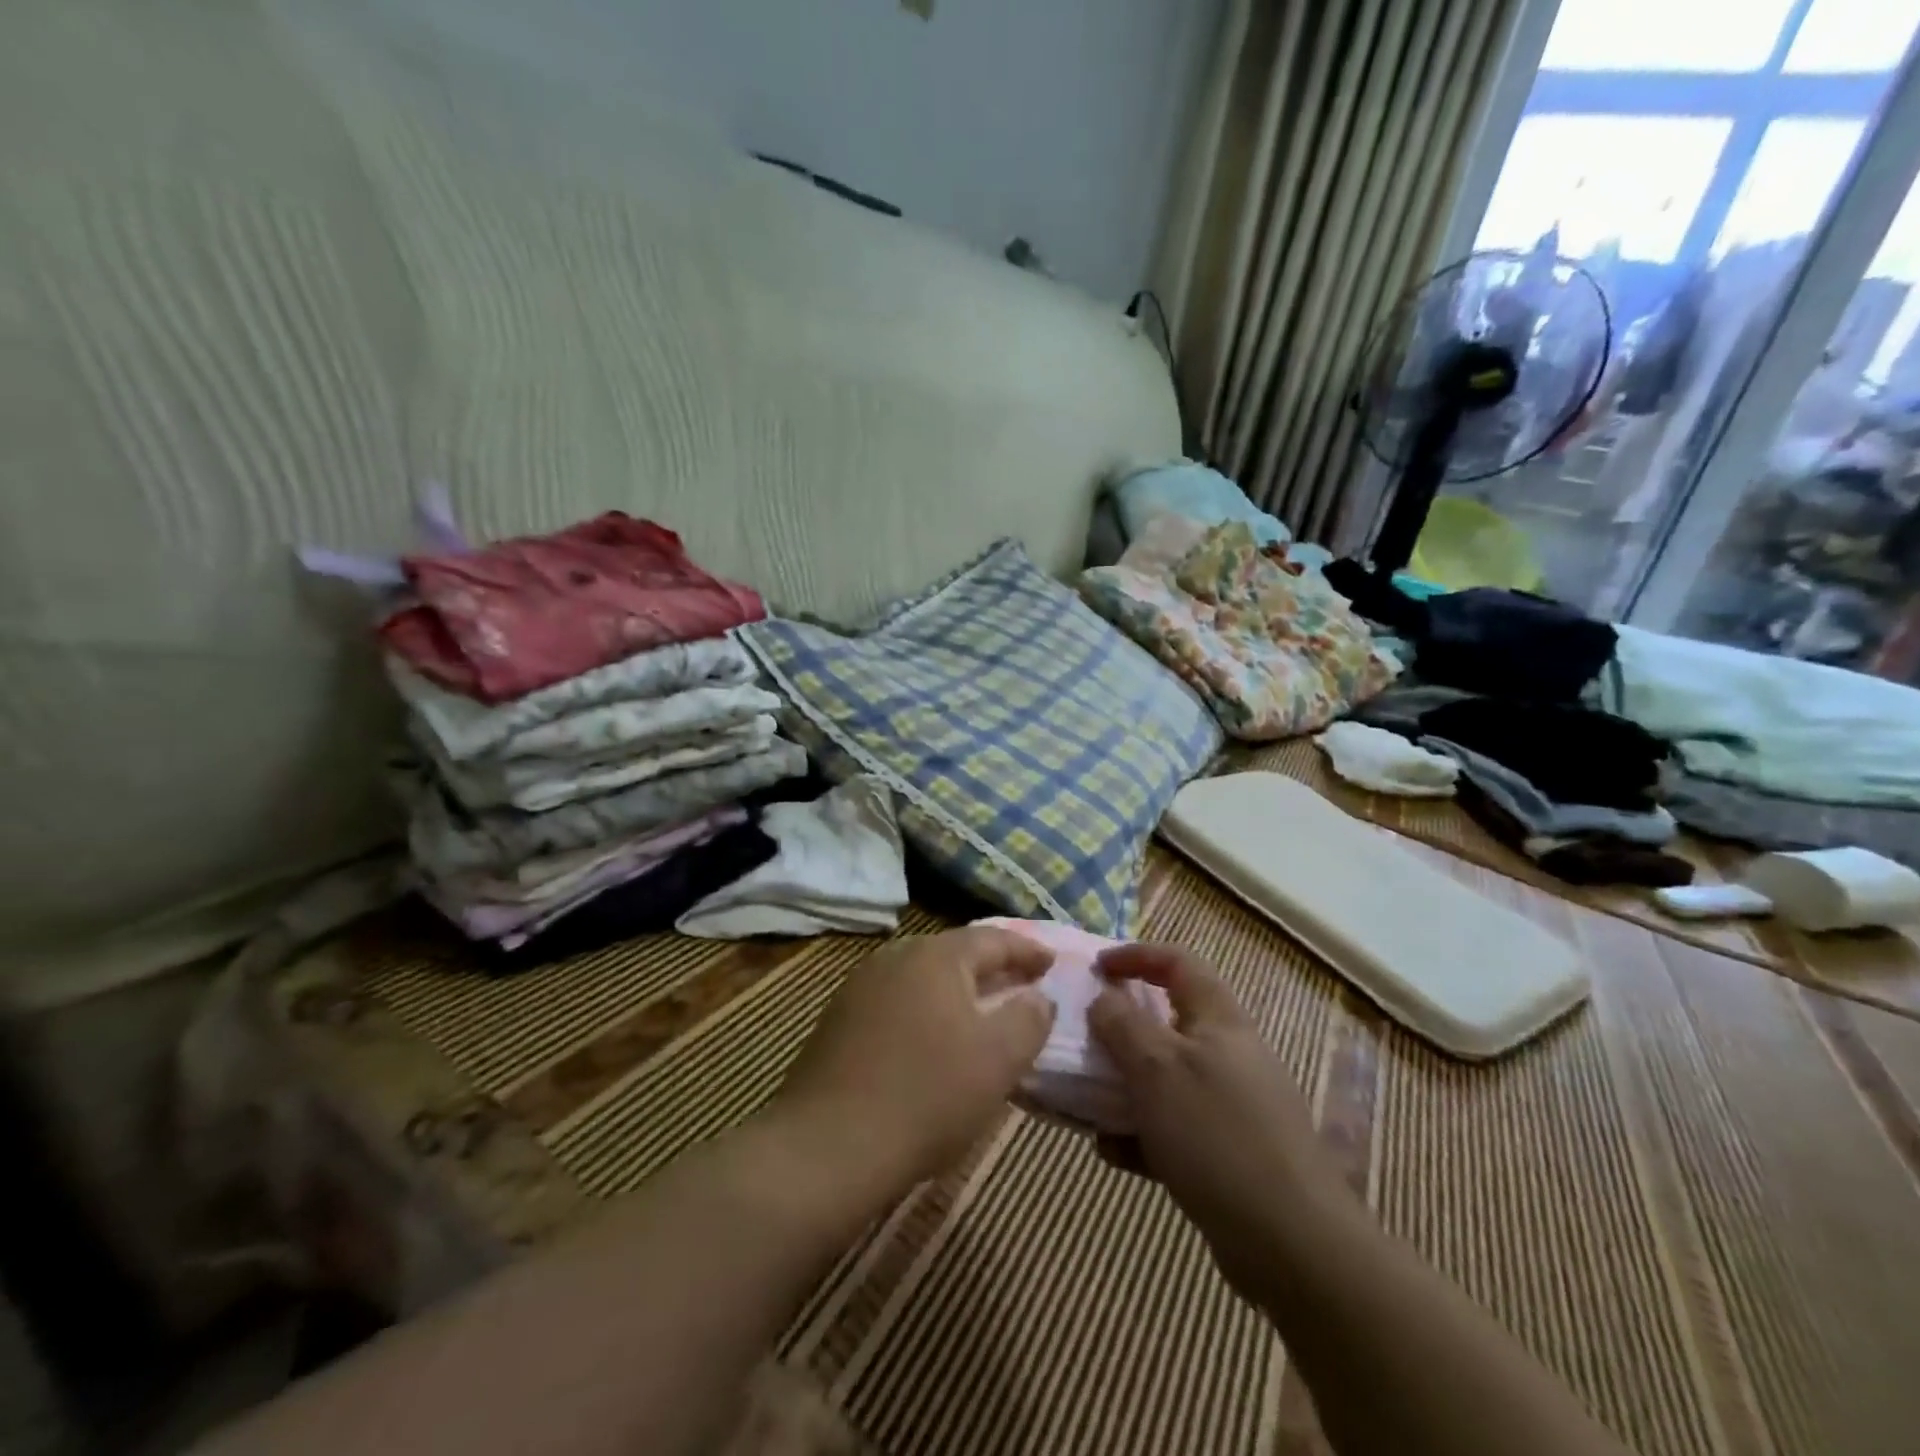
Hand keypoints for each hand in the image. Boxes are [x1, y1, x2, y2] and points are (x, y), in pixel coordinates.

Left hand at [773, 928, 1056, 1195]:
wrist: (828, 1146)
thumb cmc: (927, 1095)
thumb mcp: (999, 1059)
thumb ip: (1029, 1019)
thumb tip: (1038, 997)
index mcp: (936, 956)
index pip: (993, 939)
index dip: (1027, 951)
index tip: (1051, 963)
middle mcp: (896, 957)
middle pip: (954, 954)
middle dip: (991, 969)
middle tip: (1020, 986)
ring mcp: (861, 987)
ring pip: (923, 979)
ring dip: (956, 992)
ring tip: (980, 1014)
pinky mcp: (839, 1020)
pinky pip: (898, 1003)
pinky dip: (925, 1012)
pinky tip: (932, 1042)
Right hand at [1087, 944, 1341, 1301]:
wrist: (1292, 1245)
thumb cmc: (1217, 1135)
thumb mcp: (1156, 1069)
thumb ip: (1122, 1025)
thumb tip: (1102, 997)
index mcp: (1219, 1020)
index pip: (1178, 963)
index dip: (1136, 955)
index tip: (1096, 968)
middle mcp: (1229, 1055)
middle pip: (1169, 1022)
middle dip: (1122, 1030)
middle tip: (1085, 1042)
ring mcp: (1233, 1106)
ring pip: (1167, 1080)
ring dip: (1125, 1087)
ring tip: (1087, 1104)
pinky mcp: (1230, 1154)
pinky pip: (1175, 1128)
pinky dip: (1143, 1133)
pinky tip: (1114, 1153)